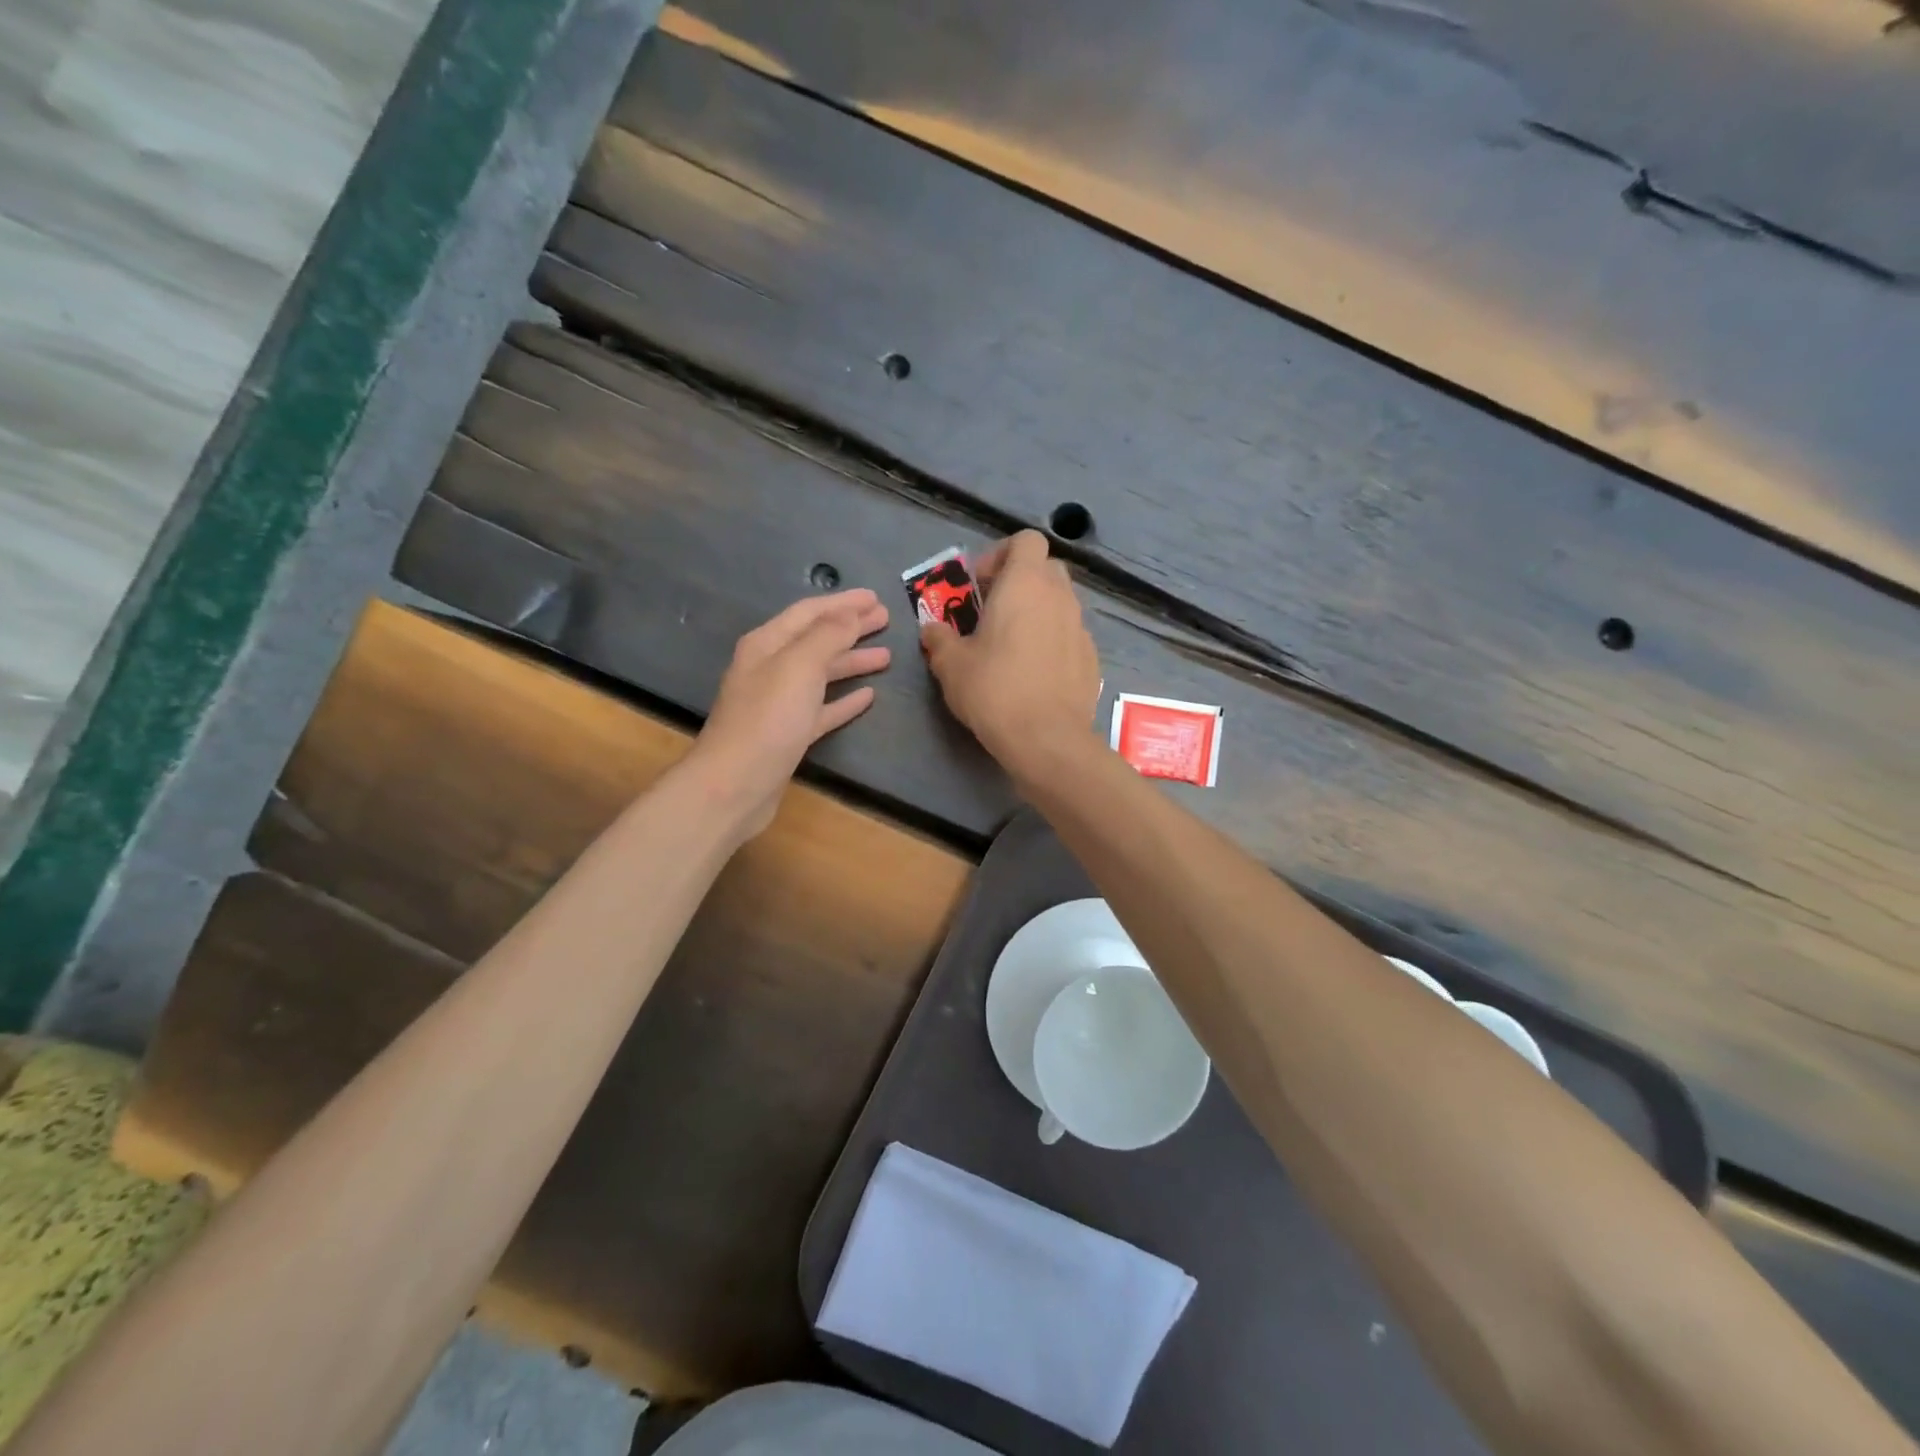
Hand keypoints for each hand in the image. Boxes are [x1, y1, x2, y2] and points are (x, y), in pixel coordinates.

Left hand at [685, 589, 890, 839]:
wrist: (735, 785)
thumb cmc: (767, 719)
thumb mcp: (799, 666)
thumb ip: (827, 636)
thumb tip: (851, 613)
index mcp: (767, 644)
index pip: (809, 613)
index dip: (843, 603)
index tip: (876, 598)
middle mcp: (771, 668)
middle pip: (816, 640)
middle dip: (850, 628)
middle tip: (885, 620)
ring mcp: (780, 703)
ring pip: (821, 674)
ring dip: (852, 661)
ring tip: (886, 656)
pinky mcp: (789, 734)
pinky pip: (822, 708)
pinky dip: (844, 700)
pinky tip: (868, 696)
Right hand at [921, 531, 1101, 778]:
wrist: (1047, 739)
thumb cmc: (994, 690)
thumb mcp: (951, 664)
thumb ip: (939, 638)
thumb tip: (932, 629)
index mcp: (1025, 584)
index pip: (1026, 540)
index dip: (1001, 555)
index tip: (980, 585)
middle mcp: (1059, 597)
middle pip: (1045, 569)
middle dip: (1019, 582)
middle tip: (992, 612)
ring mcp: (1081, 628)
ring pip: (1059, 603)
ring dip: (1036, 612)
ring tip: (1011, 646)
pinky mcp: (1092, 659)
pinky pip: (1069, 635)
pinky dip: (1052, 641)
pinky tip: (1034, 674)